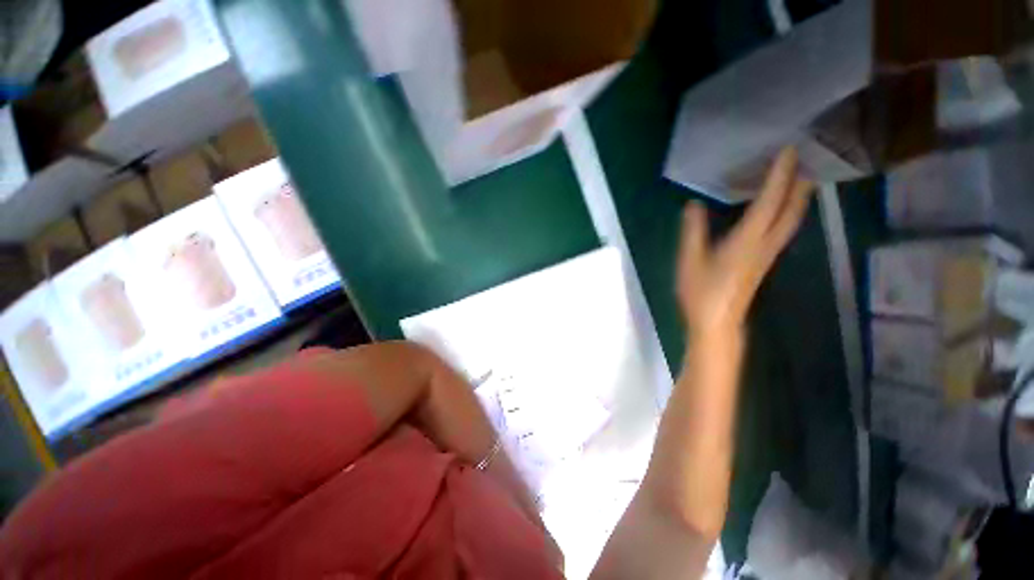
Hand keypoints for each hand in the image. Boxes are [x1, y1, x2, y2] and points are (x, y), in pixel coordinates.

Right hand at [676, 147, 813, 337]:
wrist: (716, 323)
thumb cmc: (701, 292)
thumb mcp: (690, 260)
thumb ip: (692, 231)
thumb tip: (694, 204)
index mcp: (747, 241)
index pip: (769, 202)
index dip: (780, 175)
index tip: (789, 150)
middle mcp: (765, 244)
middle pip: (791, 210)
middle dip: (800, 183)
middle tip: (806, 158)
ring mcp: (767, 254)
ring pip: (790, 220)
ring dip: (798, 197)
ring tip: (801, 177)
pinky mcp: (763, 262)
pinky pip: (781, 229)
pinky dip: (786, 212)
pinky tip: (780, 210)